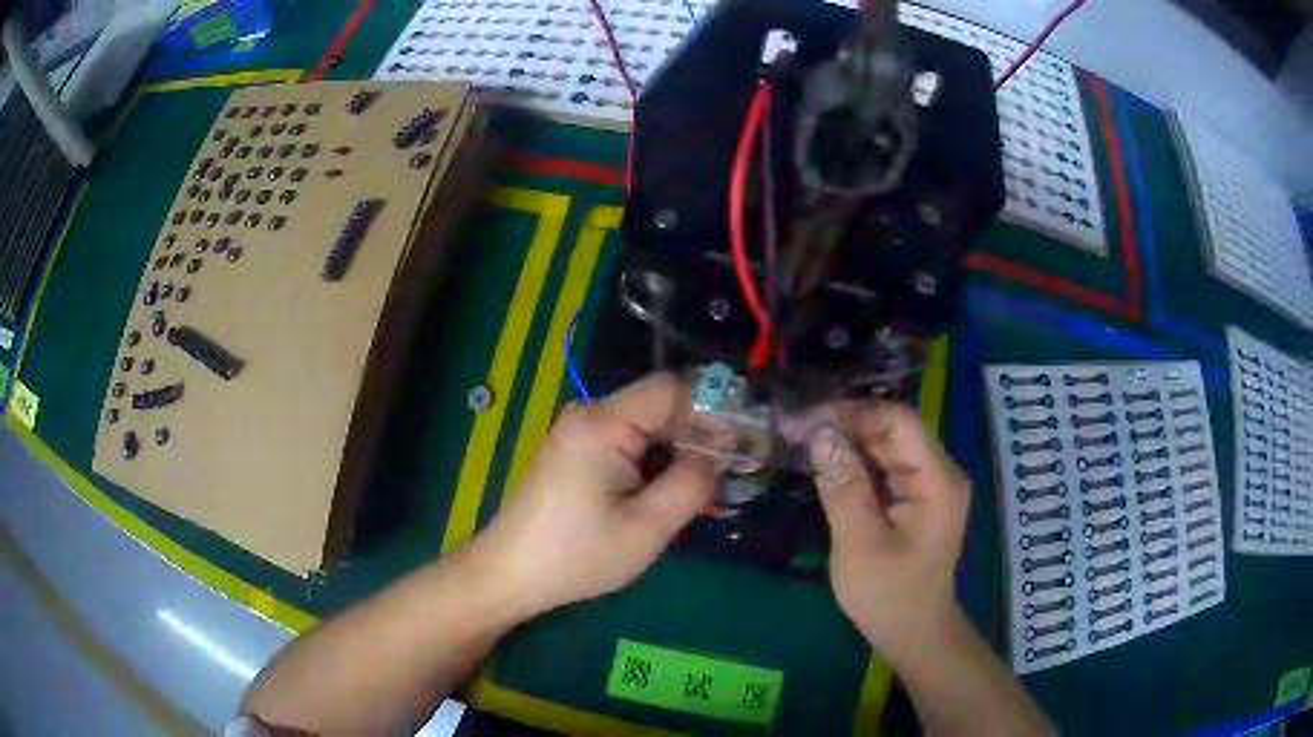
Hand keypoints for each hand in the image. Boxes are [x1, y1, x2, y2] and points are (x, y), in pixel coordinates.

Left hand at [472, 373, 716, 617]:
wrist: (510, 573)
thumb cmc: (576, 555)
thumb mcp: (645, 529)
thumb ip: (691, 485)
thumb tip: (718, 457)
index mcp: (602, 423)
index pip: (672, 389)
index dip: (714, 410)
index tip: (744, 442)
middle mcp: (589, 414)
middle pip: (660, 405)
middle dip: (700, 434)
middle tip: (733, 471)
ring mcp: (579, 432)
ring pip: (647, 425)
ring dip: (678, 450)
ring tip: (706, 486)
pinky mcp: (576, 451)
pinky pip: (627, 442)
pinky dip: (654, 460)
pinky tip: (669, 490)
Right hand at [809, 402, 970, 660]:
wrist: (913, 633)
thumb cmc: (889, 595)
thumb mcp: (859, 544)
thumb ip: (842, 487)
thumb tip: (819, 433)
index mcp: (937, 480)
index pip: (897, 421)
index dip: (851, 412)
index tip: (805, 419)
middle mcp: (938, 472)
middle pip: (891, 429)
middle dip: (843, 425)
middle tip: (794, 429)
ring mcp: (928, 484)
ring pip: (885, 446)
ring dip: (845, 441)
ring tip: (801, 440)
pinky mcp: (915, 497)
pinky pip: (884, 467)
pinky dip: (853, 462)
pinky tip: (824, 463)